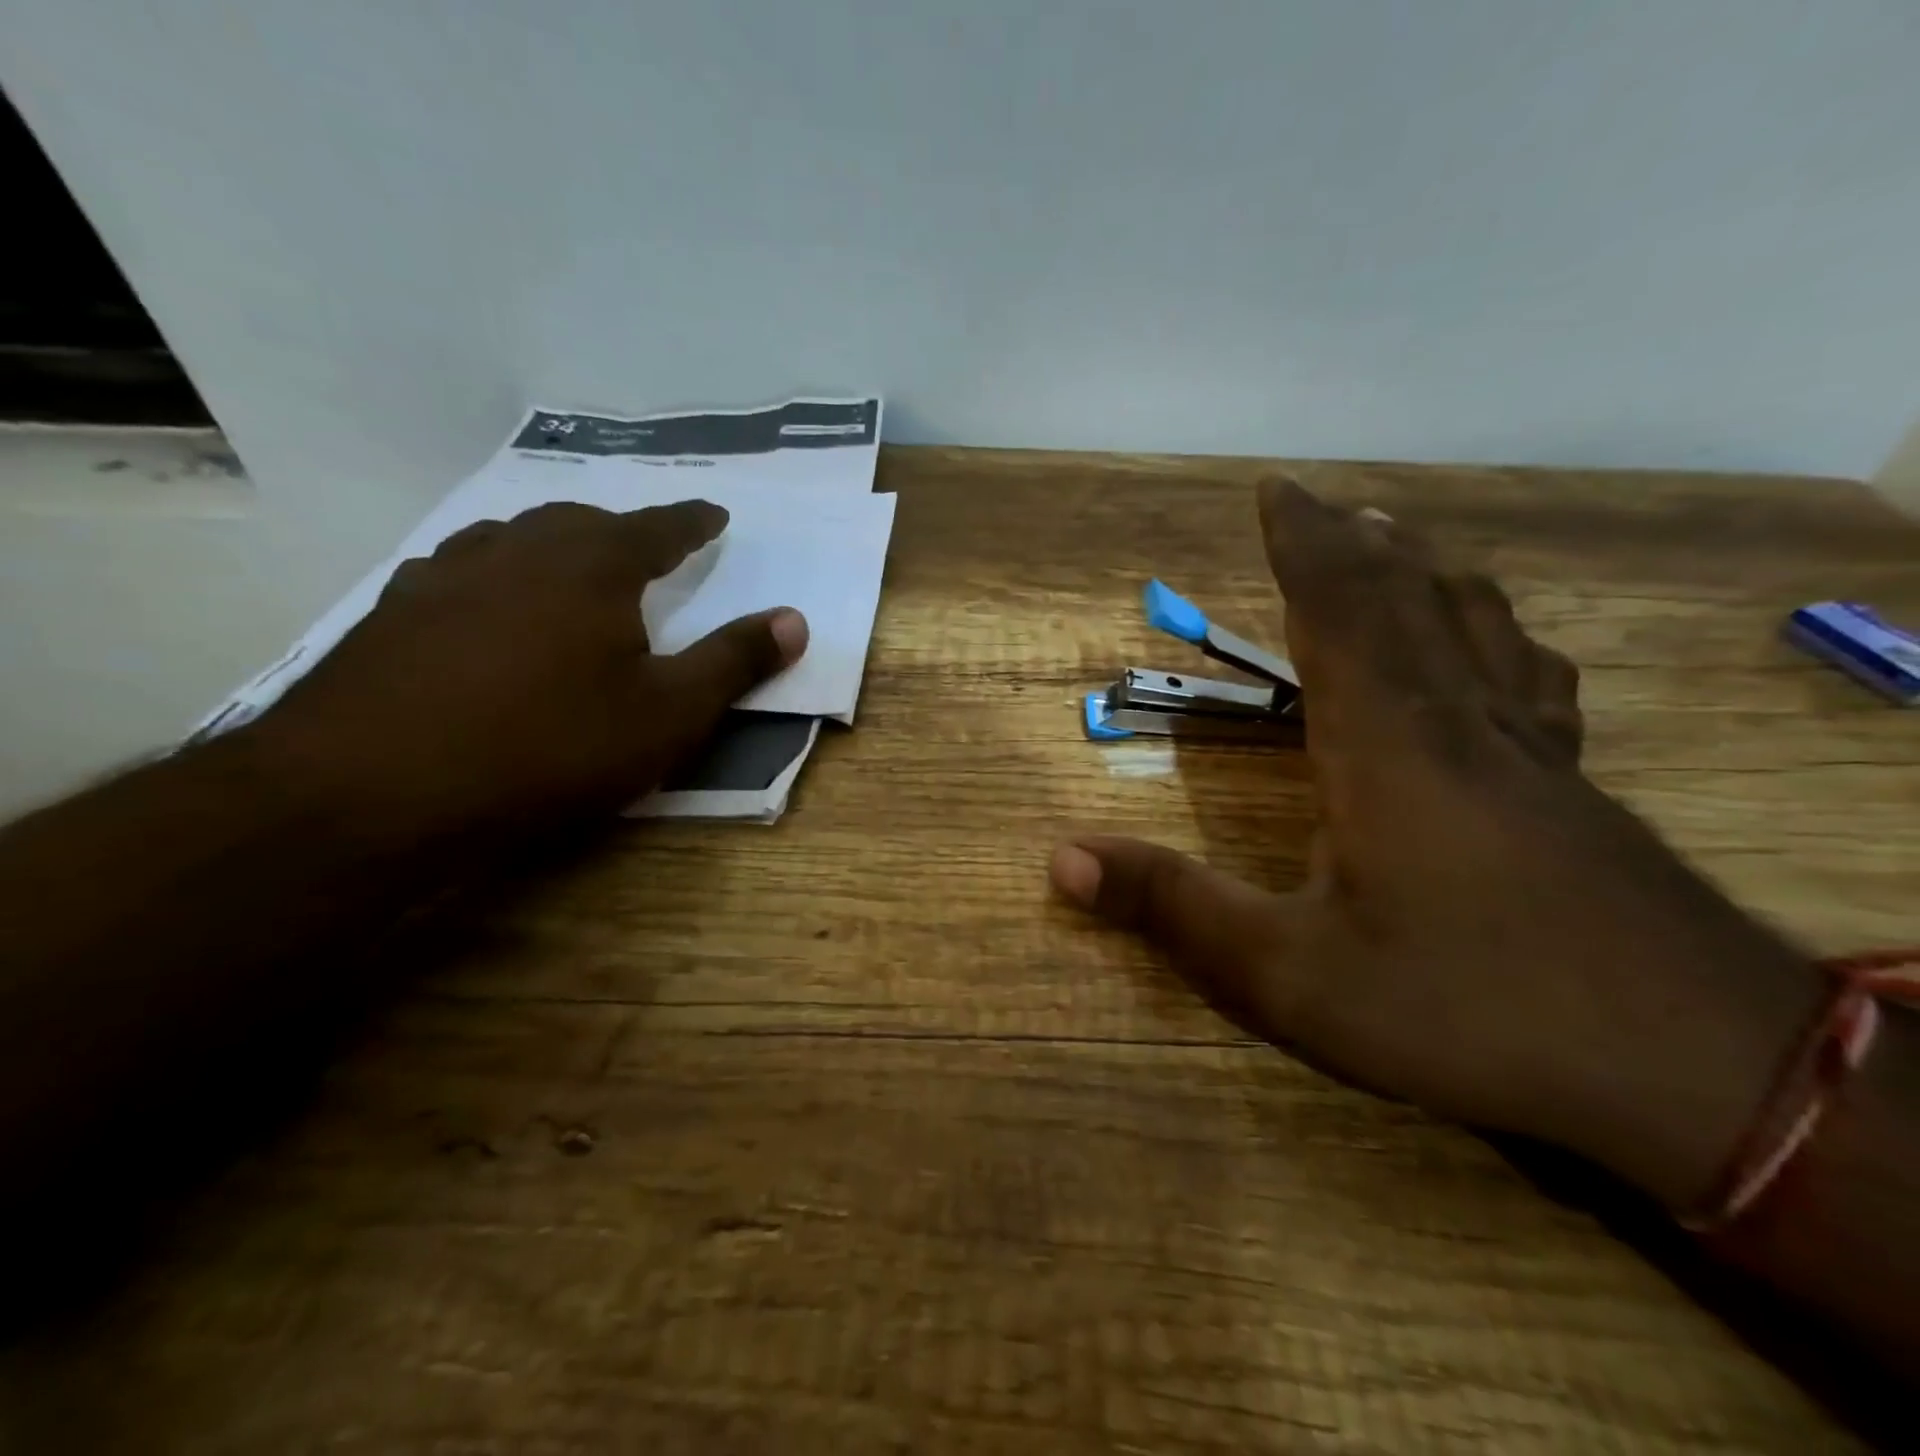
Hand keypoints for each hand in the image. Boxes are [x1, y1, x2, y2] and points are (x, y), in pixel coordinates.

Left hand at [250, 499, 806, 841]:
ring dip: (551, 545)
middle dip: (622, 530)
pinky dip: (492, 578)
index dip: (693, 522)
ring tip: (568, 565)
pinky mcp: (392, 616)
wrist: (372, 791)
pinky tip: (484, 608)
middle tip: (646, 546)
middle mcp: (517, 551)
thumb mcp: (667, 714)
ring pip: (510, 539)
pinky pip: (458, 574)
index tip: (715, 514)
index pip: (658, 528)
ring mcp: (444, 578)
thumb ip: (734, 661)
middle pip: (580, 522)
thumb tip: (796, 619)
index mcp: (592, 566)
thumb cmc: (549, 746)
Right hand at [1052, 478, 1820, 1209]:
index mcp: (1388, 746)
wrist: (1704, 1075)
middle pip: (1409, 601)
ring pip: (1479, 628)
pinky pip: (1533, 680)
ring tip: (1398, 542)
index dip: (1302, 544)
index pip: (1340, 610)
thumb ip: (1173, 909)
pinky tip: (1503, 647)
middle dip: (1356, 544)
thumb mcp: (1289, 976)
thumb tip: (1061, 858)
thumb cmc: (1470, 1011)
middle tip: (1323, 503)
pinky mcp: (1577, 791)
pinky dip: (1500, 636)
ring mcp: (1533, 754)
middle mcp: (1461, 725)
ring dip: (1427, 574)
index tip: (1275, 490)